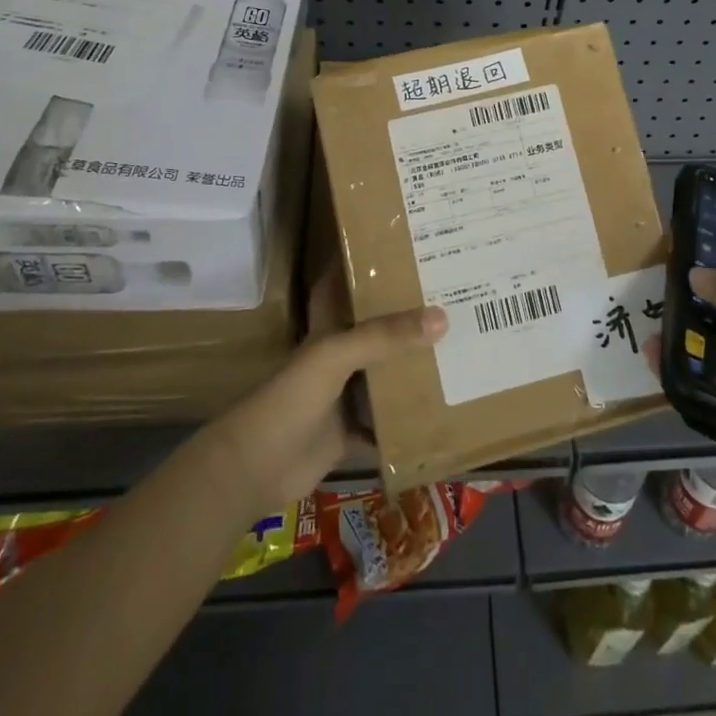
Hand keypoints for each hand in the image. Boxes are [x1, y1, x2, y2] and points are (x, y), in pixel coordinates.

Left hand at [207, 271, 445, 512]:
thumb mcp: (337, 355)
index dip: (366, 267)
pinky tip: (442, 413)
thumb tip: (442, 317)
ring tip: (458, 349)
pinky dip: (408, 424)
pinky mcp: (350, 434)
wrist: (256, 467)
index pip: (346, 287)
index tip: (401, 248)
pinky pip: (386, 425)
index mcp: (329, 329)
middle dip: (406, 319)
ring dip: (412, 369)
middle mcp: (339, 357)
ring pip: (385, 376)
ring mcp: (344, 397)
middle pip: (376, 333)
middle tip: (451, 298)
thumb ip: (385, 336)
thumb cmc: (291, 397)